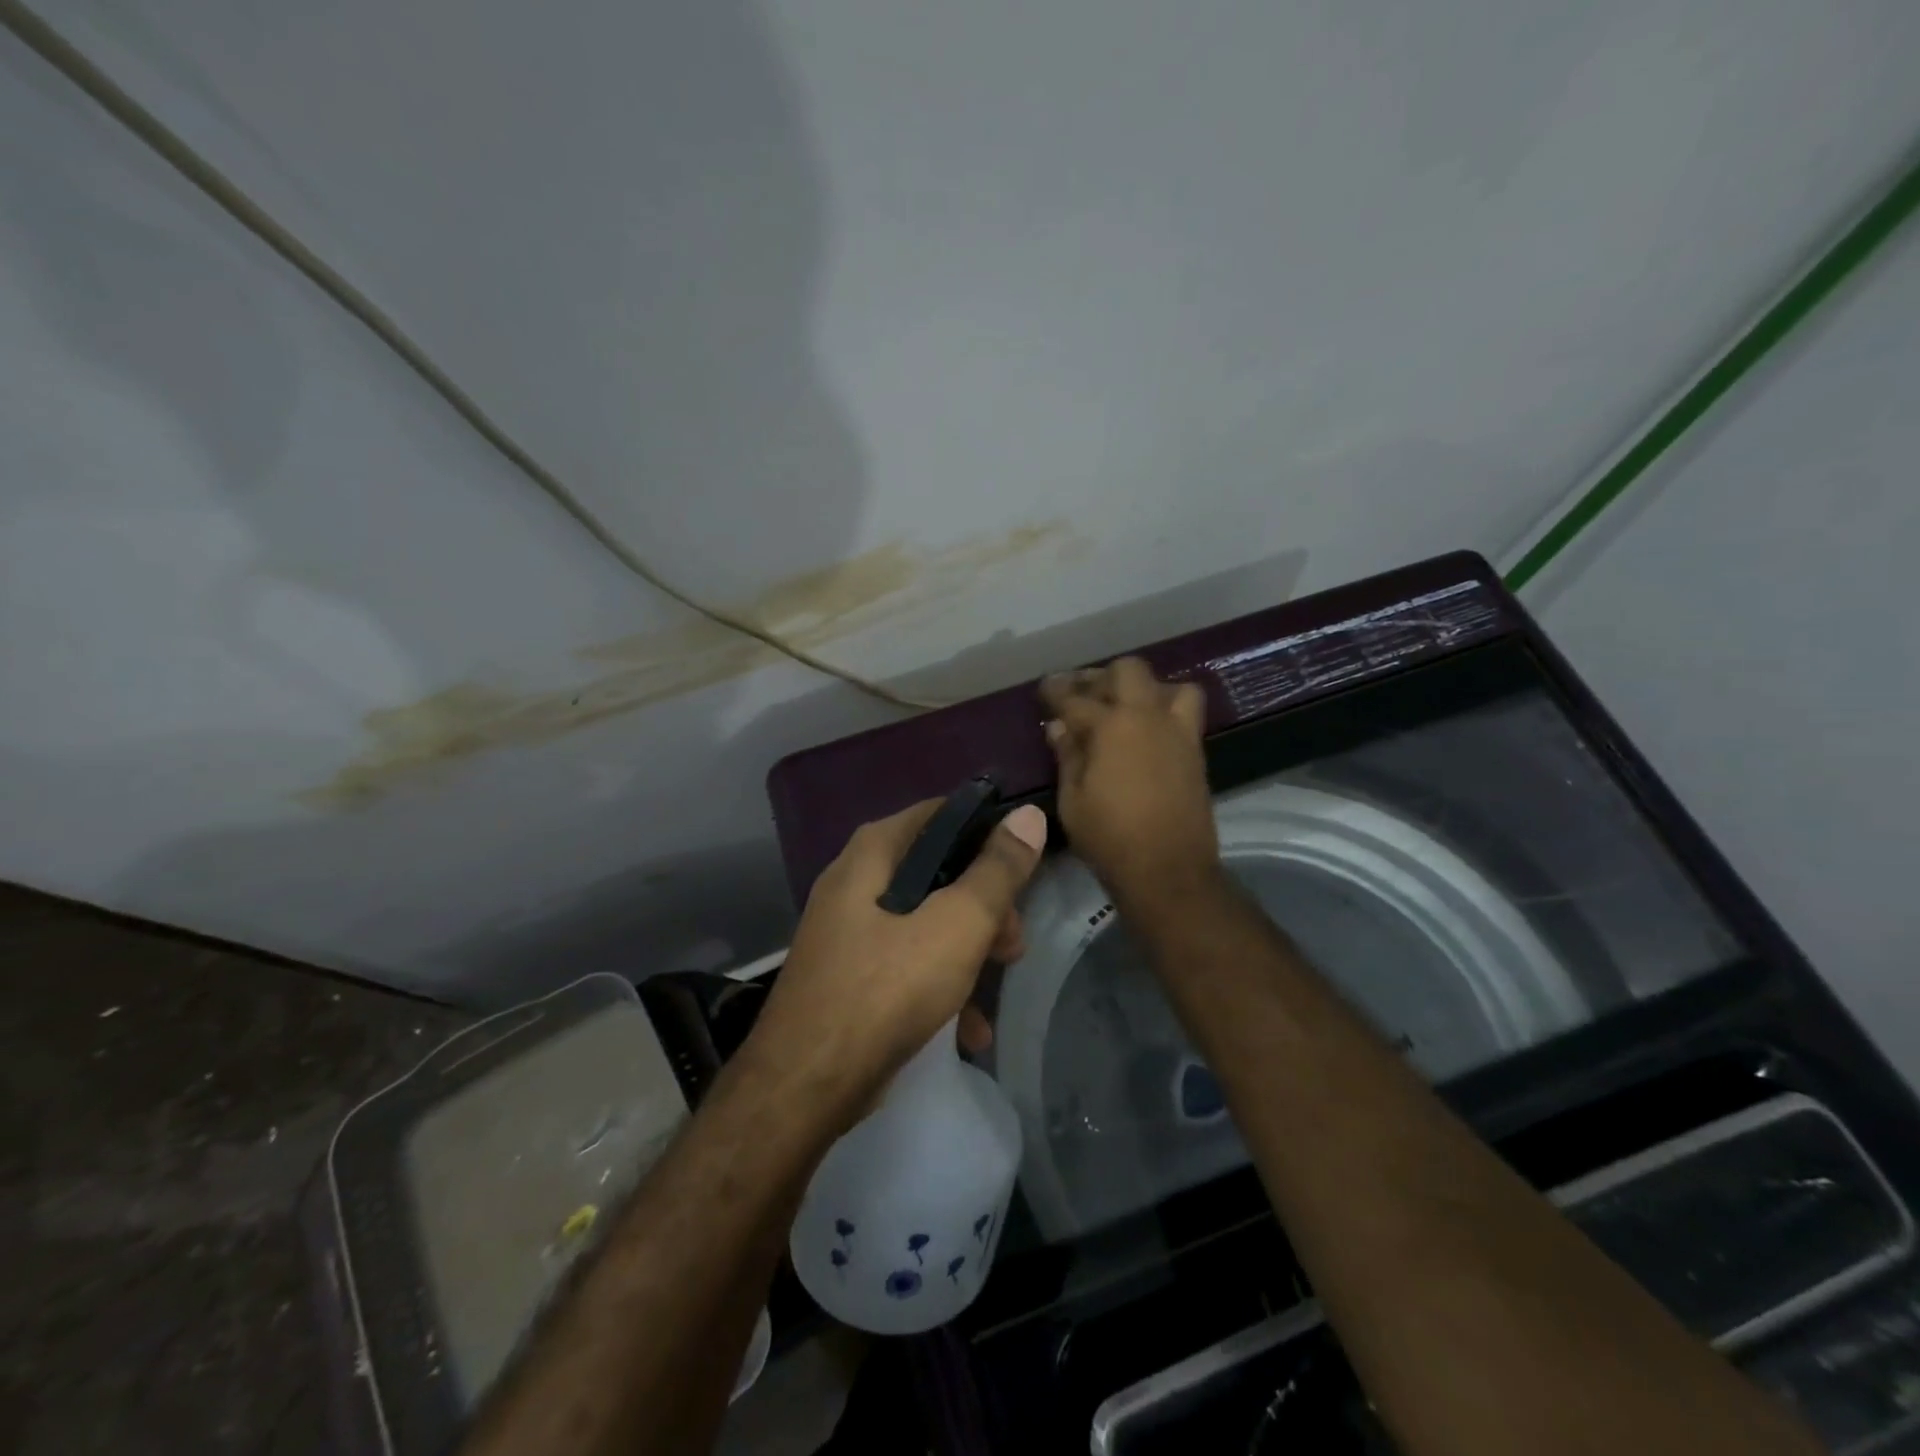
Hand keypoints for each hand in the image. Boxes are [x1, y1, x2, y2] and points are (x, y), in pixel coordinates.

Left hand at [748, 799, 1048, 1116]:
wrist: (806, 1087)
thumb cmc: (886, 990)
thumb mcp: (956, 925)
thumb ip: (997, 871)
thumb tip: (1028, 815)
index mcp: (873, 853)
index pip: (941, 814)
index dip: (987, 834)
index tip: (1022, 869)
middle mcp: (855, 882)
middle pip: (937, 871)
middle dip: (984, 905)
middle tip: (1013, 942)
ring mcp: (848, 932)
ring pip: (924, 921)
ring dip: (968, 950)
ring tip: (998, 984)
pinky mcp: (849, 976)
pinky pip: (904, 965)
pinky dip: (939, 986)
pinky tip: (969, 1029)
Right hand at [1041, 657, 1221, 908]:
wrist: (1169, 871)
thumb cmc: (1110, 838)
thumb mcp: (1072, 800)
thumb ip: (1067, 756)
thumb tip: (1059, 727)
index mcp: (1112, 726)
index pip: (1076, 697)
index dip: (1056, 690)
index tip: (1044, 688)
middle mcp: (1148, 717)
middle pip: (1128, 671)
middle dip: (1101, 676)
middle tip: (1083, 694)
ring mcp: (1178, 732)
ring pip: (1167, 685)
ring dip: (1144, 689)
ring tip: (1124, 708)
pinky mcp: (1195, 751)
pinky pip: (1184, 712)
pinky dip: (1163, 709)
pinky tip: (1144, 732)